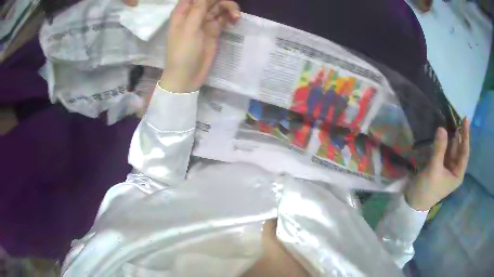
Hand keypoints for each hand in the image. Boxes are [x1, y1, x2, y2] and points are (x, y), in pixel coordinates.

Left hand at [159, 0, 239, 92]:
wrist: (187, 76)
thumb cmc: (182, 52)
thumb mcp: (189, 29)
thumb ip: (198, 9)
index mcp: (183, 12)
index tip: (217, 1)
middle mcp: (194, 14)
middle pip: (210, 0)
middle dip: (222, 1)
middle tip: (232, 10)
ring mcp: (204, 22)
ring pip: (219, 7)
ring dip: (229, 8)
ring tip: (236, 17)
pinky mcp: (213, 31)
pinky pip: (224, 18)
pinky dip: (230, 18)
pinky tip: (234, 22)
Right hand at [406, 118, 469, 210]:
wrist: (414, 201)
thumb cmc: (427, 189)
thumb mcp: (434, 169)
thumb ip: (439, 148)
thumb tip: (442, 128)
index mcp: (458, 174)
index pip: (465, 152)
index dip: (466, 136)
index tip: (466, 120)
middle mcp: (454, 170)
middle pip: (459, 149)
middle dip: (459, 135)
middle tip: (457, 118)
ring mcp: (447, 167)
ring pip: (451, 149)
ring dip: (451, 137)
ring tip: (451, 122)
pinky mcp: (439, 165)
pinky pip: (444, 151)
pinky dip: (444, 142)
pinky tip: (443, 134)